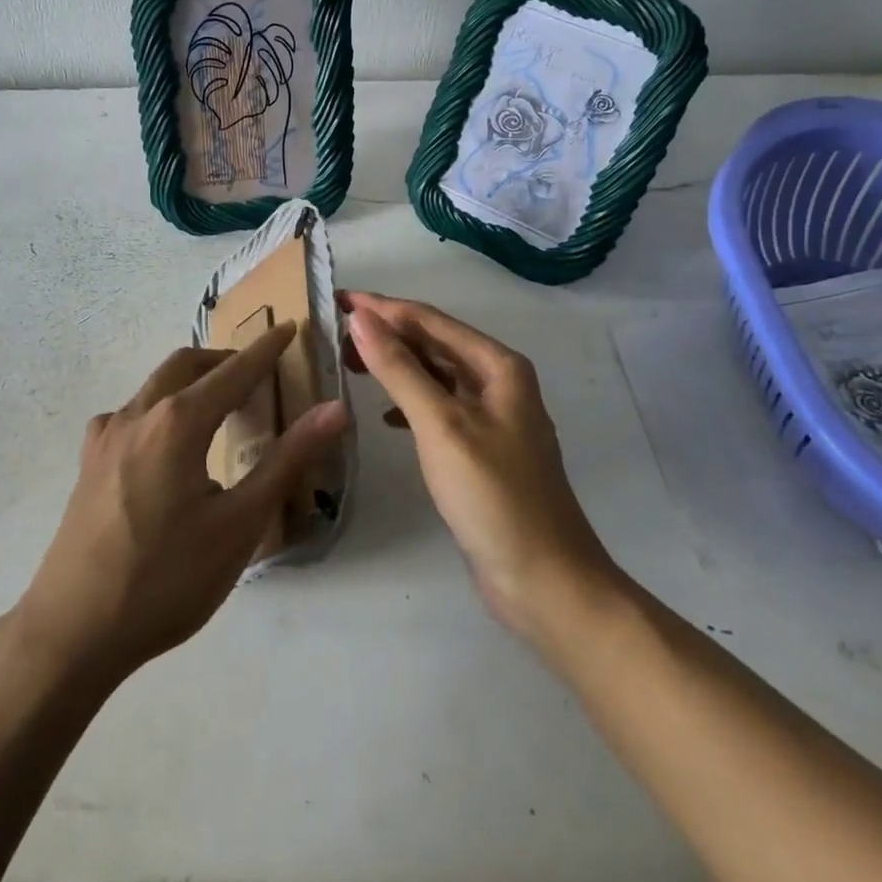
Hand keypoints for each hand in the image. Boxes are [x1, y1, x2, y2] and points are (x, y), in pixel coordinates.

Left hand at [17, 323, 346, 686]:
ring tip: (217, 407)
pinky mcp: (88, 462)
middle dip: (224, 361)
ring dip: (190, 382)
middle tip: (256, 374)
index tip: (288, 327)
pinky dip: (159, 409)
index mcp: (177, 422)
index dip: (264, 350)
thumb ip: (287, 461)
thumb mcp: (239, 524)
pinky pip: (130, 414)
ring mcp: (106, 437)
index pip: (232, 372)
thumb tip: (335, 410)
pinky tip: (164, 444)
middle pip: (186, 365)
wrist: (73, 630)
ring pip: (154, 386)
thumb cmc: (166, 579)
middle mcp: (137, 414)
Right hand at [341, 291, 621, 638]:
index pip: (429, 319)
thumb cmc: (494, 496)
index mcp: (498, 365)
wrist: (546, 582)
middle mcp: (498, 382)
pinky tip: (385, 415)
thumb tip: (360, 317)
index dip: (381, 307)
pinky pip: (438, 407)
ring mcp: (492, 417)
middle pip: (434, 342)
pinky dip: (409, 402)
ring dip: (396, 365)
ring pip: (435, 374)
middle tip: (335, 334)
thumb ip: (400, 368)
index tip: (336, 299)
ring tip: (351, 364)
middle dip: (387, 333)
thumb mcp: (441, 425)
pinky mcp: (482, 450)